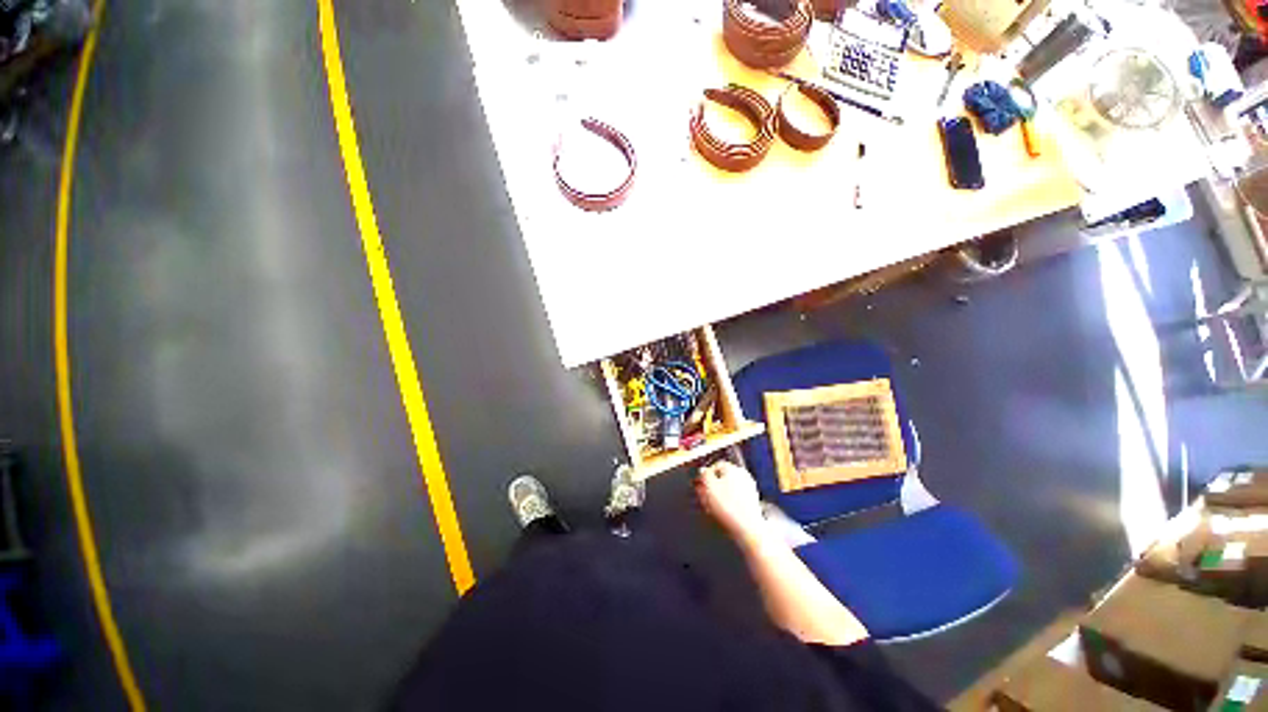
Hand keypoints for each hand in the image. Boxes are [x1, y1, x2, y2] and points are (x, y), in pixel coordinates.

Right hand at [695, 461, 765, 540]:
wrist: (748, 529)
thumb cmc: (728, 506)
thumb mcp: (709, 486)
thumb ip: (704, 475)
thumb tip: (703, 470)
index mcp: (733, 469)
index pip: (716, 465)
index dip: (705, 474)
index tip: (699, 483)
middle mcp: (743, 476)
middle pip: (723, 478)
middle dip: (712, 486)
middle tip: (703, 496)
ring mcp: (749, 490)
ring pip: (728, 490)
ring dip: (718, 496)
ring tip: (710, 507)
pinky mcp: (751, 504)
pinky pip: (735, 500)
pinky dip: (727, 504)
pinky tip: (721, 513)